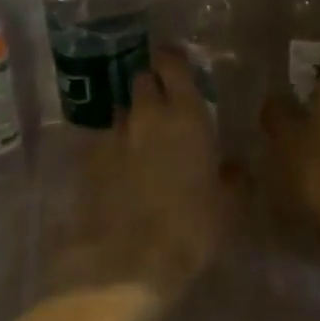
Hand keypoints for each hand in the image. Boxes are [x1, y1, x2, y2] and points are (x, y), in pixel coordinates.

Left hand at [47, 50, 227, 304]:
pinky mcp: (87, 159)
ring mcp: (112, 135)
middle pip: (141, 82)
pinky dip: (110, 150)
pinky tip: (116, 172)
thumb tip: (232, 167)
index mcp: (186, 116)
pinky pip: (101, 142)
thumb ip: (233, 178)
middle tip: (161, 108)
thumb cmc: (191, 229)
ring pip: (121, 112)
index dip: (171, 59)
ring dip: (131, 121)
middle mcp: (146, 115)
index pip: (172, 65)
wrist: (129, 261)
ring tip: (138, 145)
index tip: (172, 62)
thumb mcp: (230, 207)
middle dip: (150, 89)